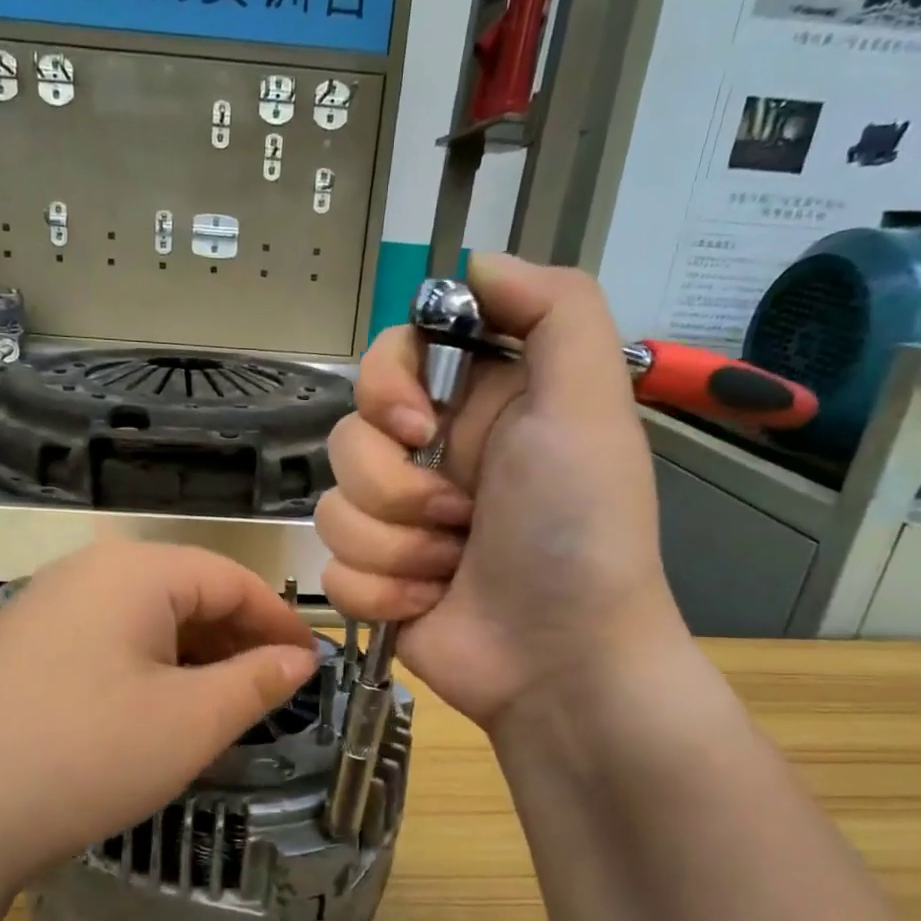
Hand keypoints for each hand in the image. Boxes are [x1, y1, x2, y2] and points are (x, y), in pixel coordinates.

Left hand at [0, 542, 318, 892]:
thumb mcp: (191, 722)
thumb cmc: (88, 755)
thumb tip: (300, 658)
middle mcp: (86, 571)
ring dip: (193, 655)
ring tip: (223, 704)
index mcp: (133, 570)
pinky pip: (105, 639)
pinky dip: (147, 666)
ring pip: (144, 618)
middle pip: (186, 592)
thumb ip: (257, 681)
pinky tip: (157, 709)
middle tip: (273, 689)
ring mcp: (44, 606)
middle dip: (237, 638)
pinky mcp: (20, 646)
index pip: (230, 578)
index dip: (279, 619)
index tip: (312, 662)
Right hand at [315, 254, 685, 727]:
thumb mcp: (590, 404)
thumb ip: (554, 310)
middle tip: (459, 518)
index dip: (384, 387)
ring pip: (334, 508)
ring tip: (451, 570)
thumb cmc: (578, 530)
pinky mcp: (374, 579)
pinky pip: (331, 566)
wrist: (562, 659)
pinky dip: (381, 590)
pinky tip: (429, 604)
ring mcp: (397, 524)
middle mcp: (429, 459)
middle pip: (347, 438)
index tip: (416, 426)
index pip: (386, 360)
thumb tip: (475, 262)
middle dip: (398, 488)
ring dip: (397, 547)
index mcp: (473, 408)